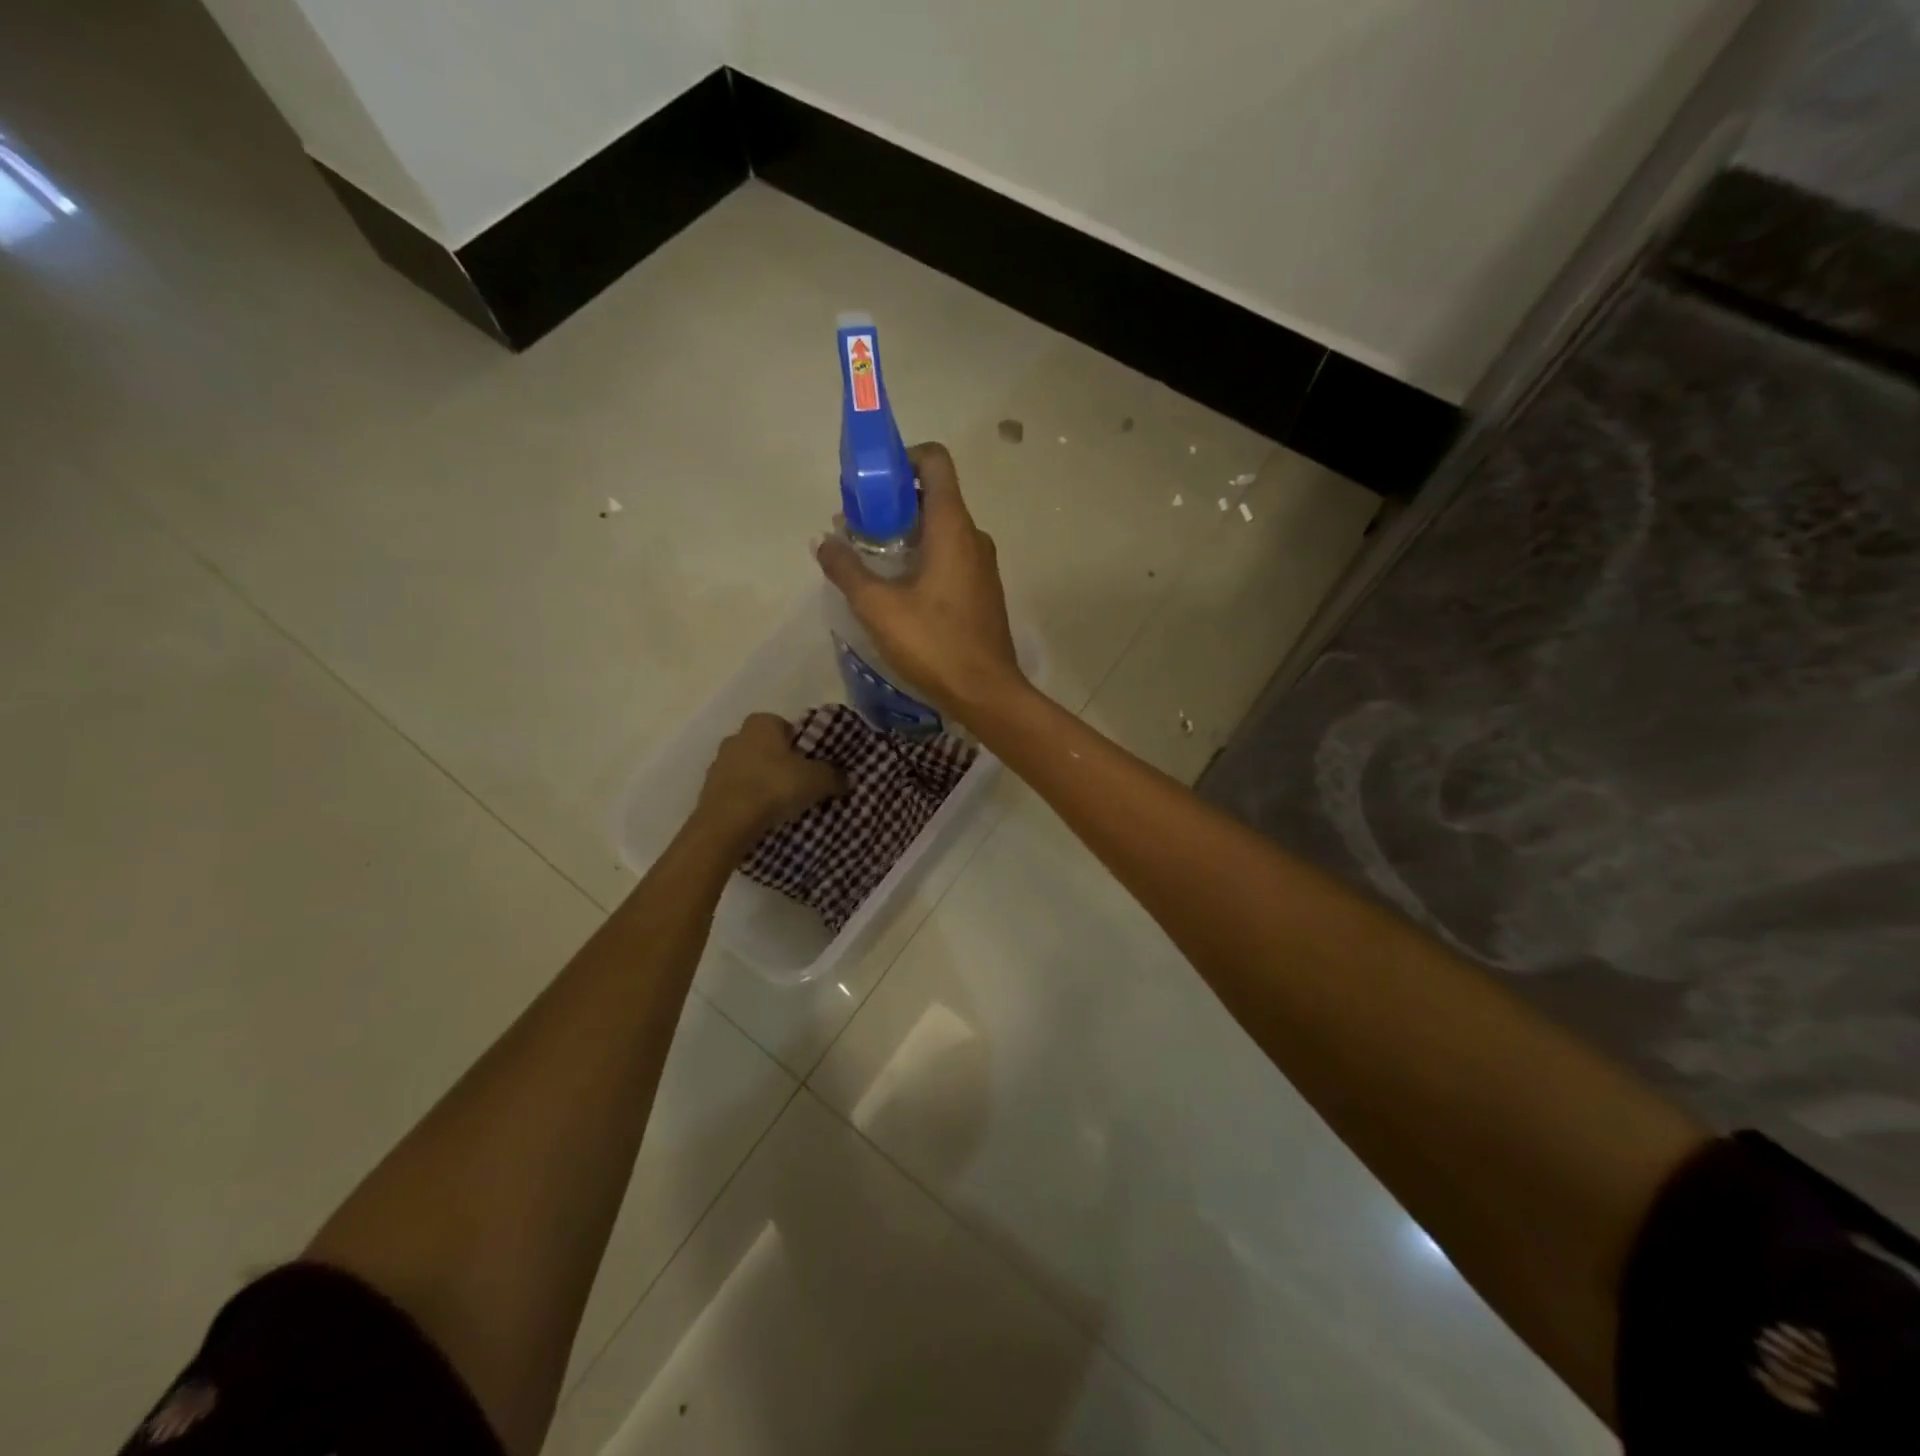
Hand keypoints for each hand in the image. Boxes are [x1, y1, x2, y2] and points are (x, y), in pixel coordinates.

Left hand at [694, 713, 845, 845]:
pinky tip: (762, 816)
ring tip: (782, 804)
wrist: (728, 823)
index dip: (802, 744)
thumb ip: (834, 775)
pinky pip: (738, 790)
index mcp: (761, 723)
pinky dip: (749, 799)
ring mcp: (718, 764)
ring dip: (763, 782)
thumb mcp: (817, 780)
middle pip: (767, 748)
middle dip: (782, 763)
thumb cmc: (774, 787)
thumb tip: (845, 777)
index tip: (812, 764)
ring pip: (750, 769)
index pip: (786, 726)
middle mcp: (736, 736)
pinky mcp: (709, 790)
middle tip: (801, 784)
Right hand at [816, 442, 1024, 717]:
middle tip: (858, 529)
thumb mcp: (878, 607)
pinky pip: (951, 558)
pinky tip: (899, 591)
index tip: (873, 483)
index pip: (935, 462)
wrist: (986, 692)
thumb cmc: (934, 643)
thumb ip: (847, 569)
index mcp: (952, 526)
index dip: (903, 459)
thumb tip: (823, 542)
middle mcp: (974, 537)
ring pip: (941, 531)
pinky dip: (924, 559)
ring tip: (871, 563)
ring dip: (906, 536)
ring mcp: (983, 565)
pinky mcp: (983, 591)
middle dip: (893, 504)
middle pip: (933, 497)